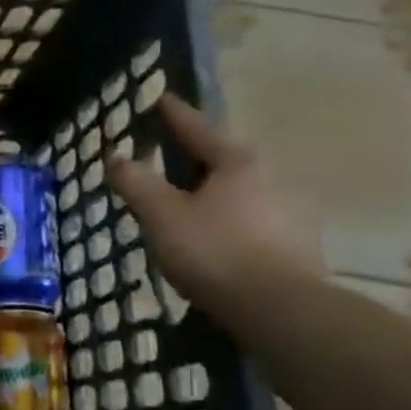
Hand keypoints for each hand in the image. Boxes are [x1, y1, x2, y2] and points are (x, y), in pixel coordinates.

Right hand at [106, 95, 319, 309]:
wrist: (281, 311)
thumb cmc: (215, 251)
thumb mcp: (162, 215)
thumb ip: (137, 183)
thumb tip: (116, 156)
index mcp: (237, 163)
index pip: (198, 128)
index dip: (174, 113)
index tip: (159, 98)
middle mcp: (269, 179)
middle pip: (223, 158)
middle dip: (193, 155)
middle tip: (166, 153)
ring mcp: (288, 214)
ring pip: (238, 191)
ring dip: (210, 191)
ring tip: (183, 200)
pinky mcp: (294, 247)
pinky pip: (248, 220)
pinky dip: (225, 220)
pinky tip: (210, 237)